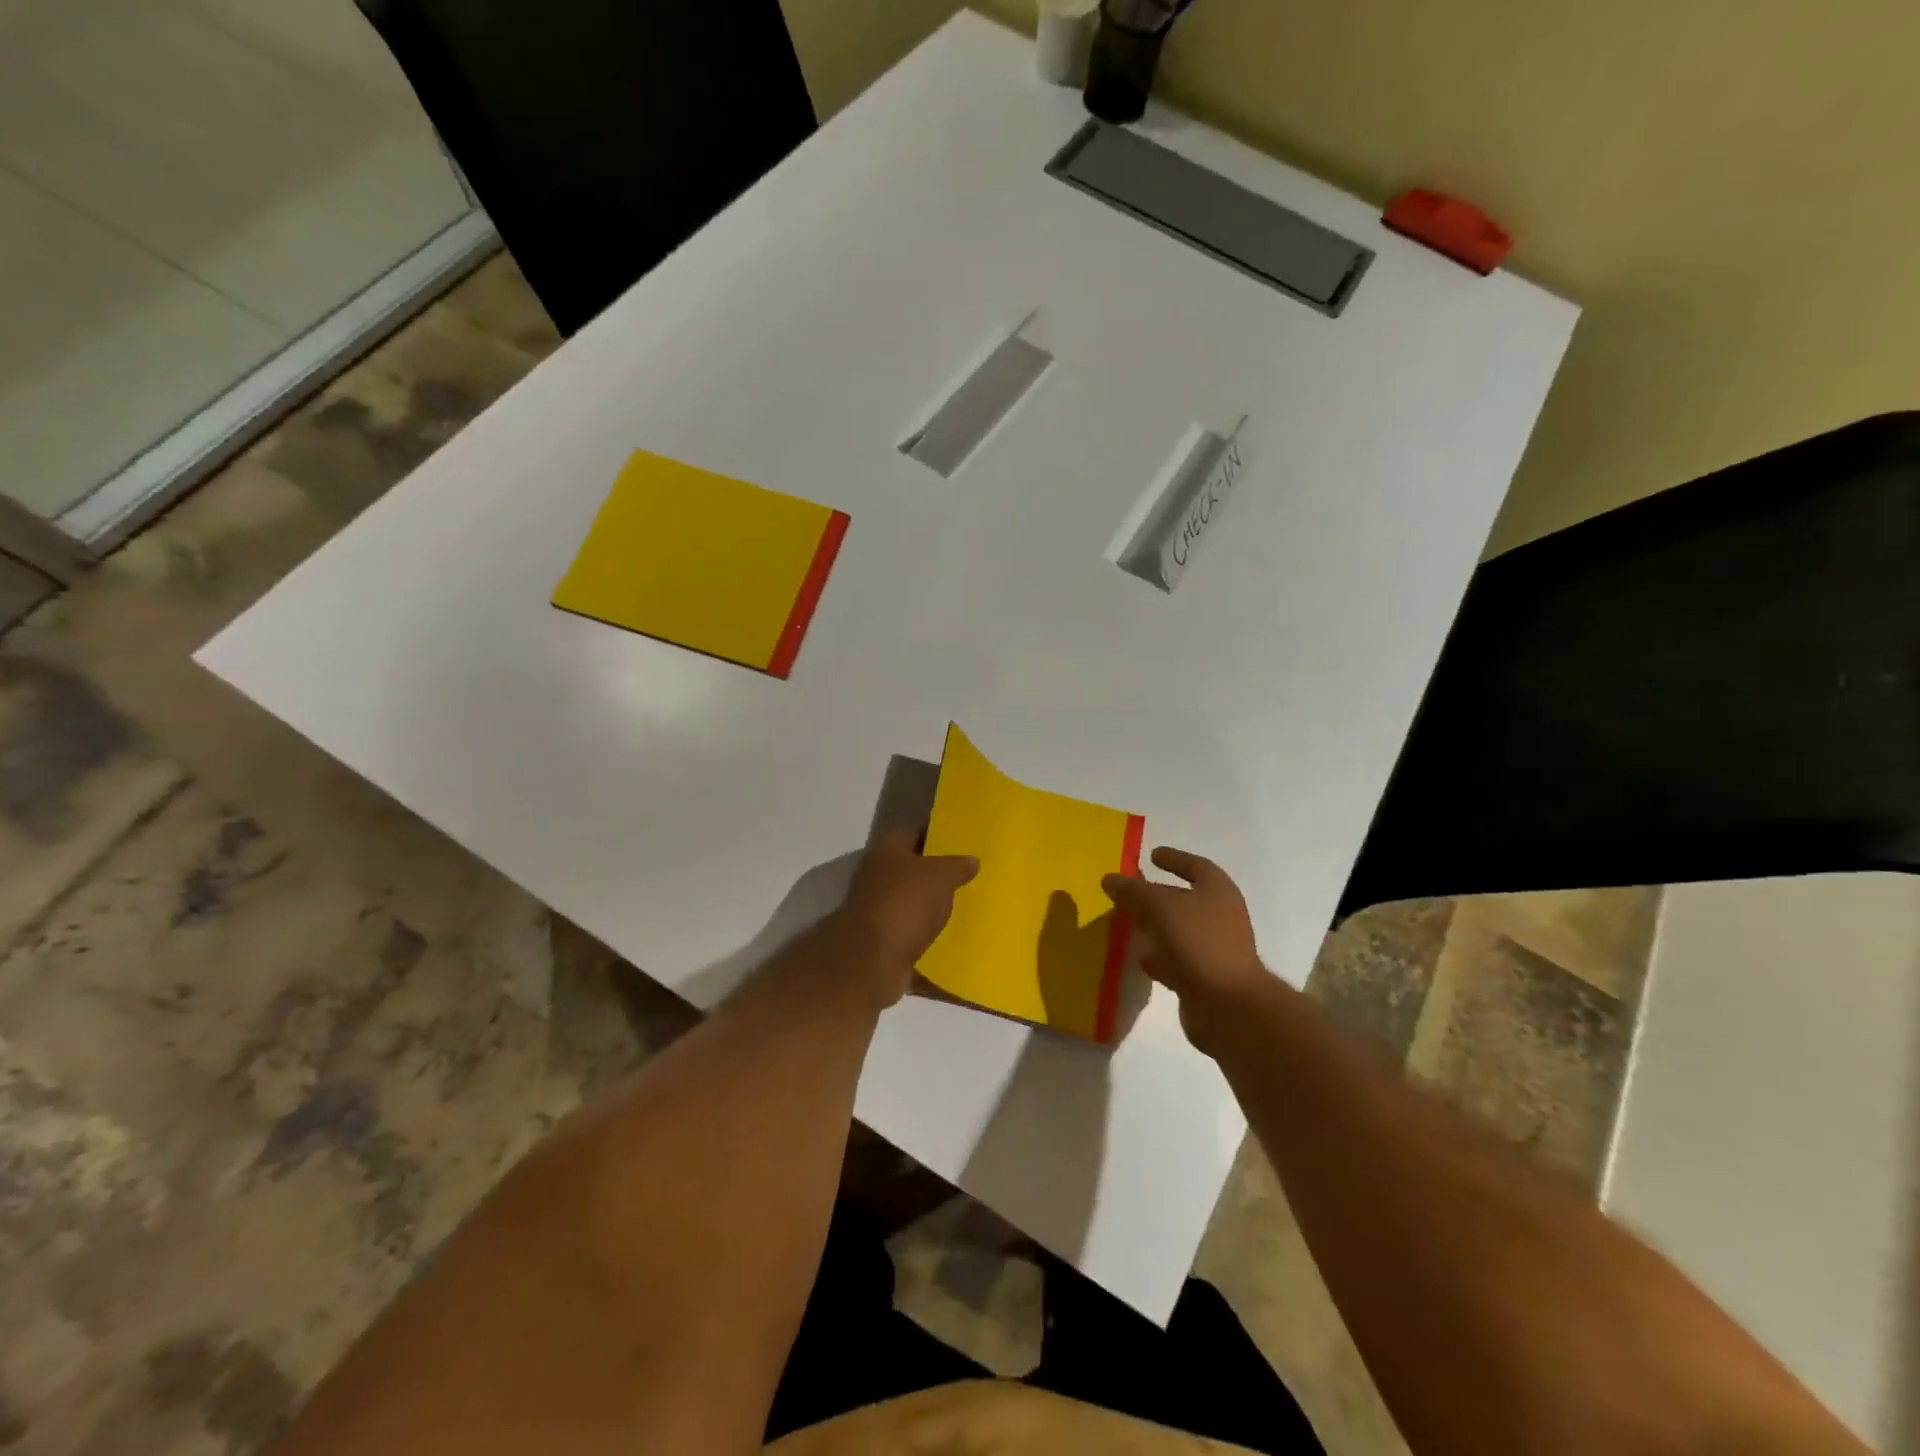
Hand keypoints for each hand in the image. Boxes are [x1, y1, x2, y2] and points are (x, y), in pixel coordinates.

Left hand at [832, 828, 978, 1004]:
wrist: (871, 963)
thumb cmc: (904, 905)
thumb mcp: (940, 877)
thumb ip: (957, 865)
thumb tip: (971, 859)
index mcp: (887, 852)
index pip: (912, 832)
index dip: (936, 835)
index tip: (962, 842)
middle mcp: (877, 877)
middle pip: (912, 869)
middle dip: (938, 874)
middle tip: (970, 876)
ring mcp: (878, 911)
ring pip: (912, 903)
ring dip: (933, 908)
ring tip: (967, 908)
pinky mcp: (883, 942)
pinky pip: (912, 935)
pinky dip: (929, 938)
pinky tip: (954, 940)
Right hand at [1104, 847, 1270, 1052]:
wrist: (1227, 1005)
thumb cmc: (1199, 942)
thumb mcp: (1160, 907)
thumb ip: (1134, 891)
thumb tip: (1109, 879)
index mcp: (1218, 892)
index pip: (1196, 867)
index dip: (1175, 859)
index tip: (1151, 855)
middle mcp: (1220, 917)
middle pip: (1184, 899)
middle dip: (1156, 895)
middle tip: (1128, 891)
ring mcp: (1213, 949)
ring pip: (1177, 930)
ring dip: (1154, 926)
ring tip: (1126, 923)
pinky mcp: (1203, 977)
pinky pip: (1176, 959)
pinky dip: (1158, 956)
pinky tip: (1138, 958)